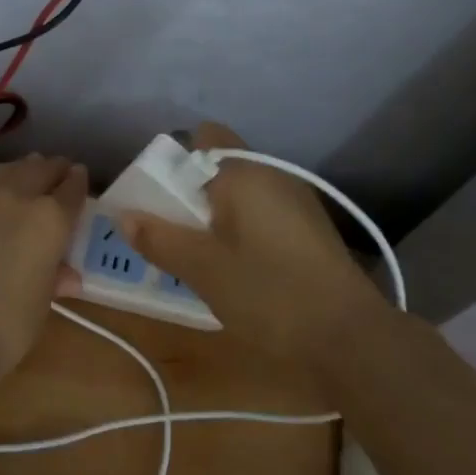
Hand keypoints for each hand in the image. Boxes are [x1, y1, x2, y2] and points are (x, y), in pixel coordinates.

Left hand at [0, 153, 87, 373]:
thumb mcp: (42, 302)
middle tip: (58, 173)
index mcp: (50, 218)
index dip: (79, 182)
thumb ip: (54, 276)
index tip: (80, 177)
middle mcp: (16, 197)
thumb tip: (65, 274)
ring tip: (27, 177)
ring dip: (22, 171)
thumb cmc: (6, 326)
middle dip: (52, 169)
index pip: (72, 188)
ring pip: (7, 170)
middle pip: (39, 168)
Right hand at [115, 122, 385, 363]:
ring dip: (214, 214)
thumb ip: (160, 238)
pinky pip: (261, 214)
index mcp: (245, 172)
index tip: (156, 197)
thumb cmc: (269, 294)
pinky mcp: (309, 230)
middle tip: (169, 232)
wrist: (350, 337)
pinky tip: (233, 268)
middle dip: (189, 193)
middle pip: (220, 166)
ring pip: (241, 193)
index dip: (173, 160)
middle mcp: (274, 175)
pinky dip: (240, 229)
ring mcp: (297, 202)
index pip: (203, 137)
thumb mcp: (203, 269)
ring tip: (196, 255)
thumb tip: (124, 215)